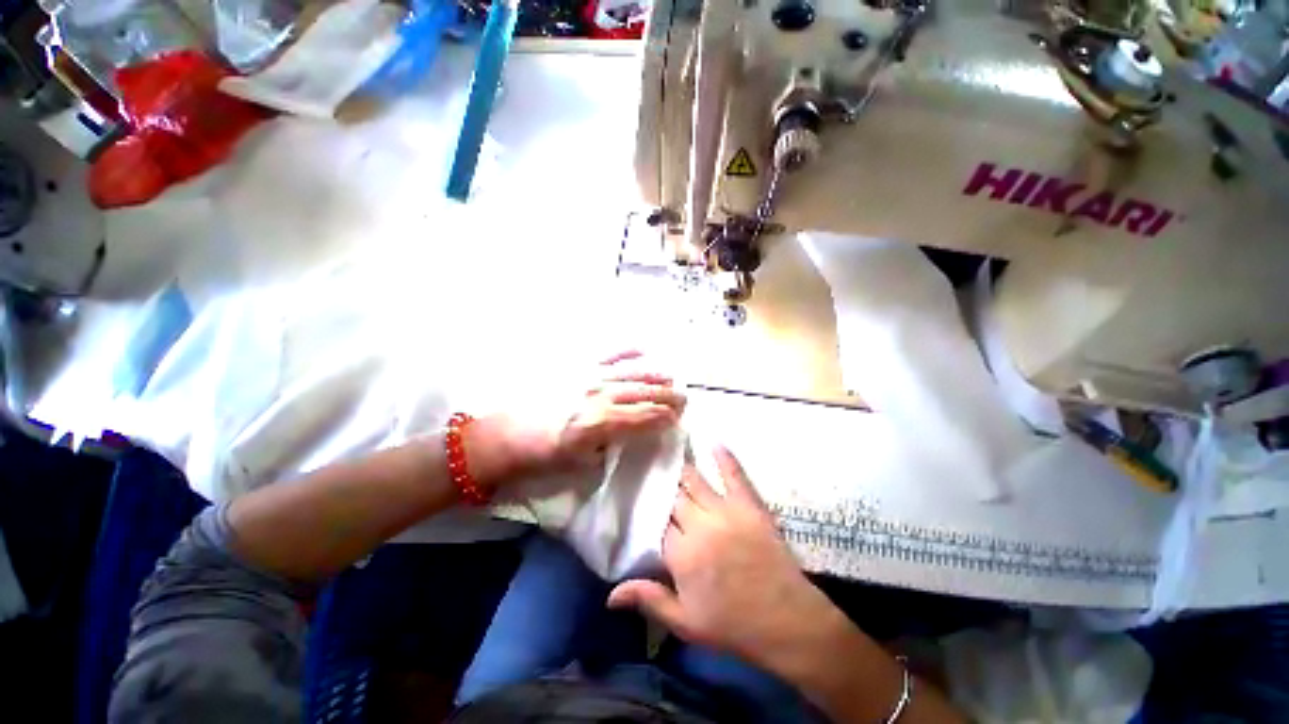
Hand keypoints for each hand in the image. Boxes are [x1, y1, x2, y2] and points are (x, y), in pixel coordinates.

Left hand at [469, 351, 685, 485]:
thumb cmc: (540, 457)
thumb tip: (626, 435)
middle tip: (684, 398)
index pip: (643, 417)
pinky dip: (626, 350)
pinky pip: (606, 354)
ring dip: (654, 375)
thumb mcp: (578, 463)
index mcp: (600, 423)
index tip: (678, 419)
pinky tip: (642, 349)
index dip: (664, 418)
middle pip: (642, 393)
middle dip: (667, 396)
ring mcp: (587, 377)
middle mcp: (598, 396)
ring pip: (630, 373)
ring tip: (671, 378)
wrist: (502, 437)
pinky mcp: (575, 367)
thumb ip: (608, 447)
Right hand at [608, 448, 836, 669]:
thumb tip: (609, 596)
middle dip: (663, 489)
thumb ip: (648, 600)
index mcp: (681, 553)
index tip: (643, 504)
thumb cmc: (732, 625)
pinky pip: (734, 475)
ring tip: (669, 454)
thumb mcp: (685, 622)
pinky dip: (724, 458)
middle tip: (653, 475)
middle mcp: (699, 524)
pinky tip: (714, 442)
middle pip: (673, 497)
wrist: (786, 621)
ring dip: (681, 470)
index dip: (649, 514)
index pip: (656, 523)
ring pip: (695, 481)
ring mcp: (725, 510)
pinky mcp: (749, 504)